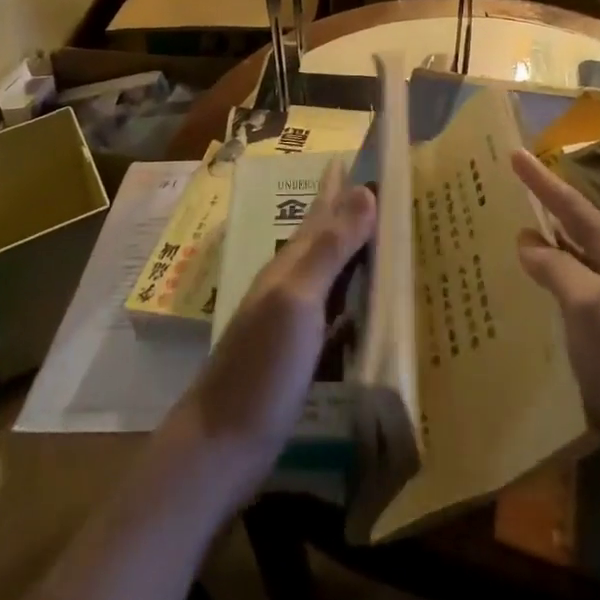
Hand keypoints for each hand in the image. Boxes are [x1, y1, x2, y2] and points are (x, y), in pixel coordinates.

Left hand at [163, 160, 376, 509]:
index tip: (358, 154)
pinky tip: (366, 305)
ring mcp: (291, 322)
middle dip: (346, 210)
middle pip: (321, 236)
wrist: (221, 446)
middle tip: (376, 186)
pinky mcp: (298, 355)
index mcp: (288, 266)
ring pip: (328, 272)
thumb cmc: (261, 369)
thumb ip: (329, 249)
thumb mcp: (298, 302)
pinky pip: (334, 311)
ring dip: (351, 250)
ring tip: (379, 234)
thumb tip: (364, 190)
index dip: (338, 185)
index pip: (320, 212)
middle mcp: (288, 285)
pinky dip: (353, 298)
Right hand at [512, 150, 599, 500]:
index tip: (514, 153)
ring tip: (506, 245)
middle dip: (543, 217)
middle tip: (504, 199)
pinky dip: (551, 297)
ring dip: (544, 258)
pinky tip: (529, 306)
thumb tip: (528, 241)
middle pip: (577, 236)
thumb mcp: (590, 308)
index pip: (575, 208)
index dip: (541, 181)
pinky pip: (577, 309)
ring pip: (576, 274)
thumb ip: (557, 268)